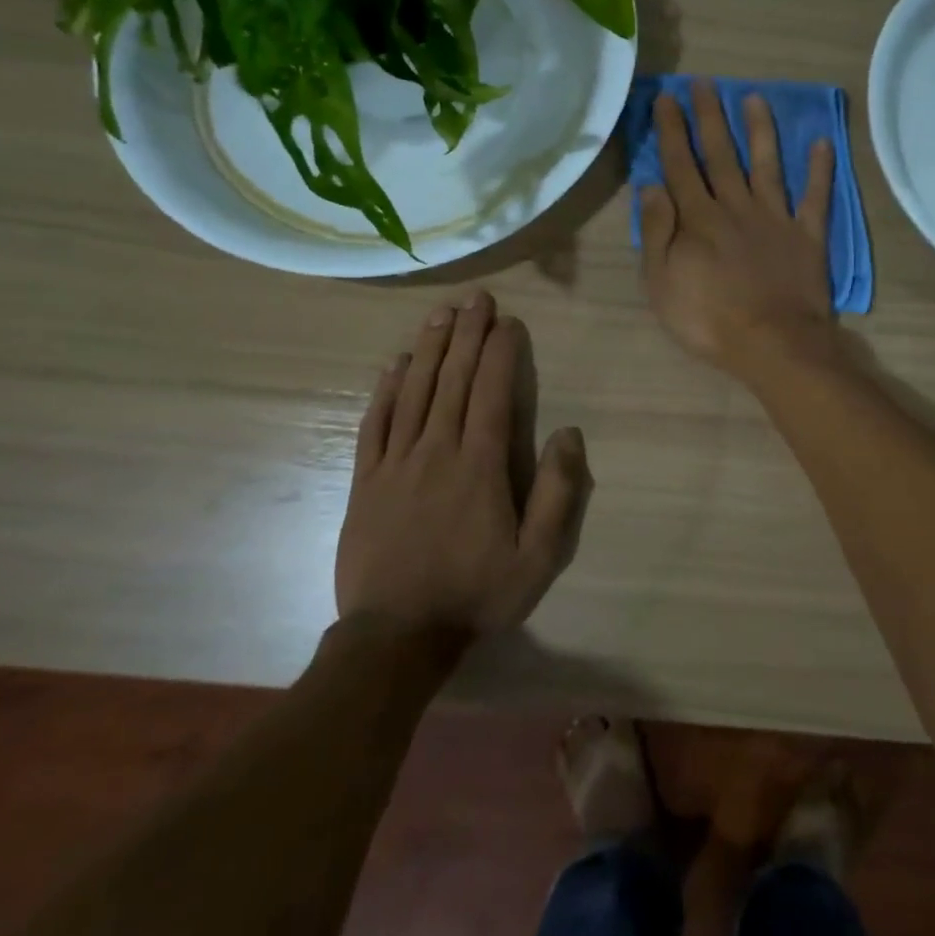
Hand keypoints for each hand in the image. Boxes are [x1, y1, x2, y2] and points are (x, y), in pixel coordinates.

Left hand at [336, 291, 591, 641]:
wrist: (395, 637)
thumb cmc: (475, 594)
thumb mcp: (538, 556)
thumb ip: (558, 492)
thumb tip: (568, 433)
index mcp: (480, 465)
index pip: (491, 392)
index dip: (499, 352)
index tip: (507, 321)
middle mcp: (436, 451)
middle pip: (452, 380)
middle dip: (465, 335)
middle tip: (475, 298)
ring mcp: (395, 463)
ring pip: (414, 392)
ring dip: (429, 349)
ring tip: (441, 315)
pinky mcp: (366, 481)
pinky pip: (375, 424)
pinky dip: (386, 390)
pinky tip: (395, 364)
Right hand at [639, 80, 837, 379]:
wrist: (773, 343)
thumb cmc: (709, 319)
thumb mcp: (662, 282)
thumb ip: (657, 232)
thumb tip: (650, 186)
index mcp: (699, 218)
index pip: (681, 165)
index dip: (673, 130)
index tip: (668, 98)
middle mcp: (737, 207)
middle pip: (721, 155)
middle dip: (710, 117)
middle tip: (704, 83)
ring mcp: (776, 219)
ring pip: (767, 165)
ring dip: (761, 130)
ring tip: (755, 97)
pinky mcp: (807, 236)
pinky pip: (815, 198)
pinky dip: (820, 171)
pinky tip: (822, 143)